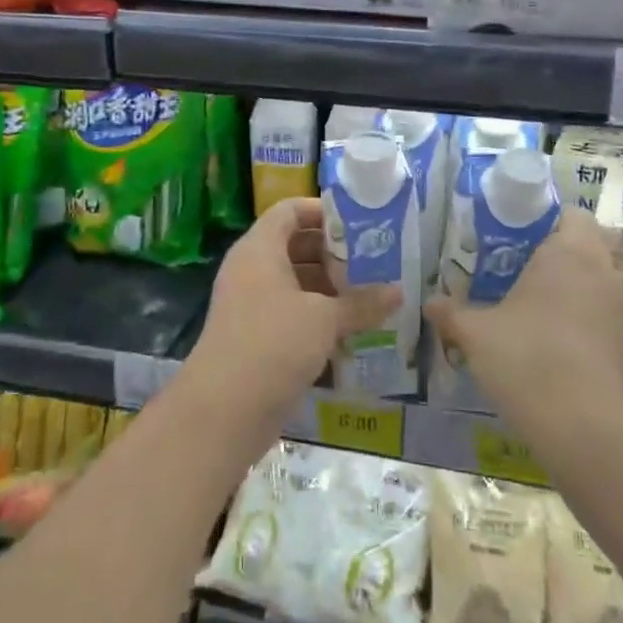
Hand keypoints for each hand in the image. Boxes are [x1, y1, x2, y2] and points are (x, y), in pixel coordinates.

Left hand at [182, 198, 399, 444]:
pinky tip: (353, 327)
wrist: (223, 411)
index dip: (323, 210)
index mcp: (260, 249)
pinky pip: (292, 313)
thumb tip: (398, 292)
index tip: (360, 222)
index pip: (290, 210)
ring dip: (331, 287)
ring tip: (373, 293)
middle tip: (376, 259)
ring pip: (296, 282)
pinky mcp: (257, 337)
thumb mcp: (324, 319)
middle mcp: (252, 270)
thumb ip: (362, 303)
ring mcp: (252, 305)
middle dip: (335, 252)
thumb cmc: (273, 345)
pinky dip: (320, 315)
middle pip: (296, 246)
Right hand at [425, 210, 622, 458]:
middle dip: (547, 253)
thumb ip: (451, 313)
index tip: (510, 236)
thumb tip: (429, 302)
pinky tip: (540, 339)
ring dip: (561, 286)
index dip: (542, 219)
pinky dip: (572, 316)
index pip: (570, 213)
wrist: (585, 428)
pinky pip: (594, 312)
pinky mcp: (620, 341)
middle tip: (507, 269)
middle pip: (580, 245)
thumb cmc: (528, 360)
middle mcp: (601, 271)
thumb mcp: (477, 334)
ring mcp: (616, 308)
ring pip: (588, 280)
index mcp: (570, 252)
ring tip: (519, 304)